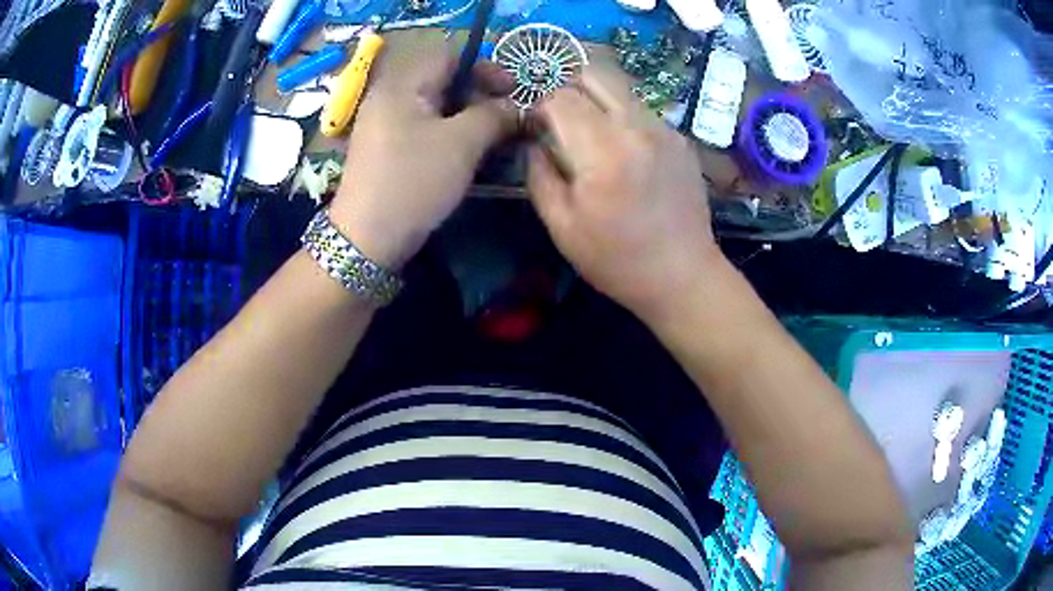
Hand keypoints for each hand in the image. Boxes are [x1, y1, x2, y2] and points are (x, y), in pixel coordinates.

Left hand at [329, 33, 517, 268]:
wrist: (367, 239)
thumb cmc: (414, 181)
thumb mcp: (462, 143)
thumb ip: (494, 115)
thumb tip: (516, 107)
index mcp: (402, 84)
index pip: (450, 56)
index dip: (485, 67)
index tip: (512, 90)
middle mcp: (388, 98)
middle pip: (442, 81)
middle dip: (479, 96)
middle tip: (504, 120)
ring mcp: (383, 126)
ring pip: (434, 108)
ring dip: (467, 119)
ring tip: (491, 140)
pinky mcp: (385, 151)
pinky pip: (422, 130)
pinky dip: (448, 136)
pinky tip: (465, 156)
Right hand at [526, 64, 721, 319]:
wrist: (683, 275)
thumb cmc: (617, 260)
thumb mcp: (562, 226)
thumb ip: (538, 174)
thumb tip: (533, 141)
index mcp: (603, 150)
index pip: (560, 97)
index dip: (539, 105)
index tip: (534, 126)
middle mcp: (637, 127)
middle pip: (594, 74)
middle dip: (567, 87)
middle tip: (558, 117)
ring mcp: (664, 129)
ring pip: (619, 88)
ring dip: (596, 100)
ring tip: (589, 134)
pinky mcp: (680, 138)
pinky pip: (641, 110)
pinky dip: (621, 117)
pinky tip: (623, 151)